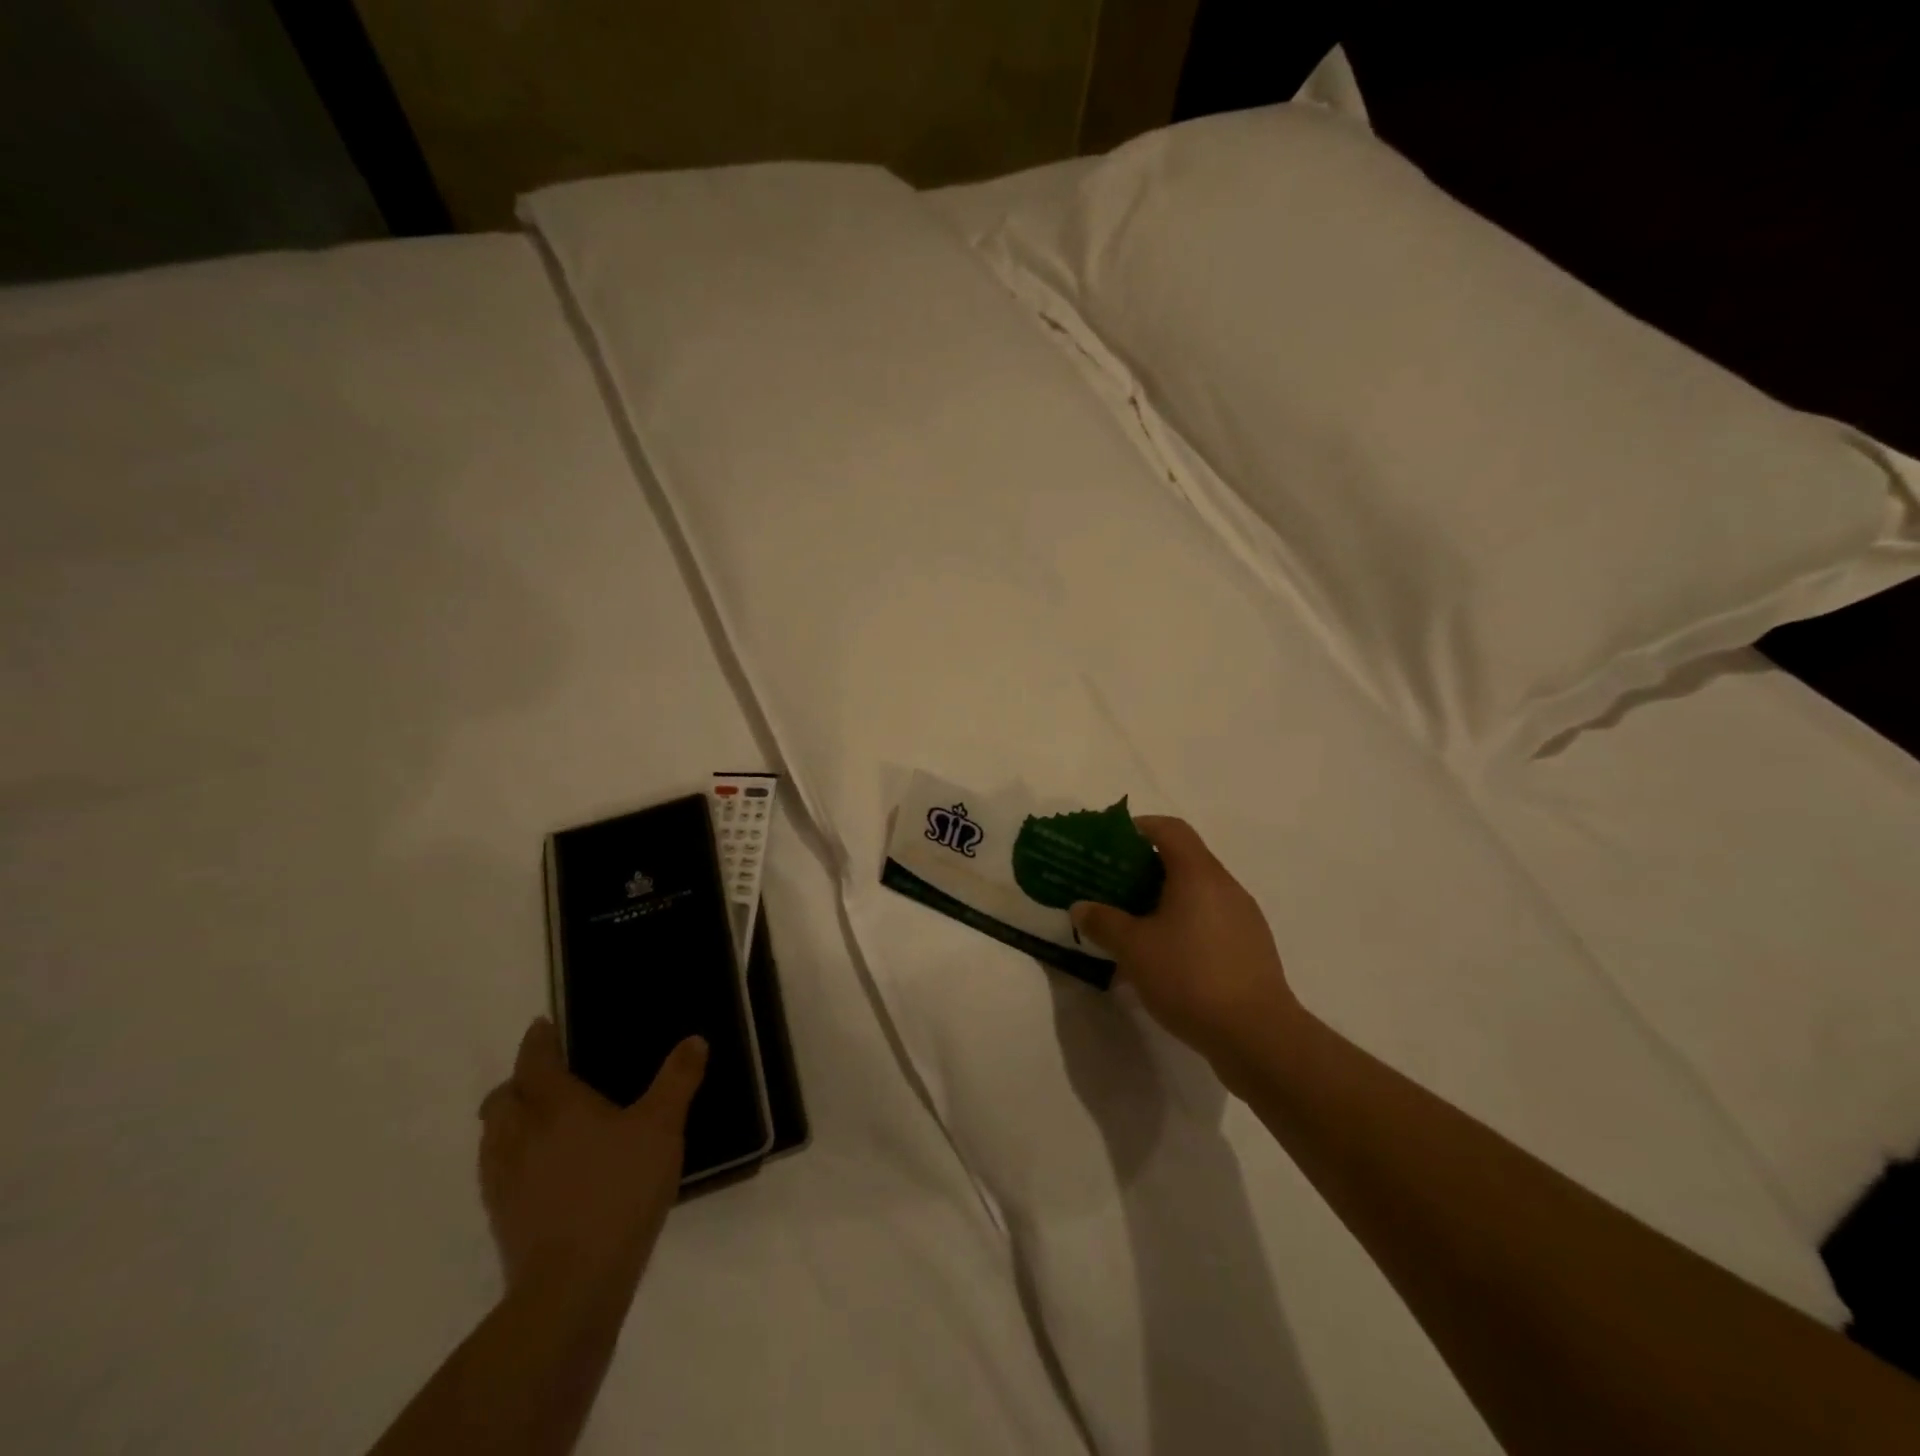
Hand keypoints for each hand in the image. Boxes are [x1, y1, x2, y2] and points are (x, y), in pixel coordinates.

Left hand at [478, 1019, 706, 1299]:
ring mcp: (503, 1179)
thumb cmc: (620, 1190)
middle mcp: (520, 1134)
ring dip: (509, 1118)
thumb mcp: (663, 1127)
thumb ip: (677, 1080)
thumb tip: (694, 1040)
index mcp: (555, 1105)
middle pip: (503, 1097)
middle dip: (519, 1081)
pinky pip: (496, 1170)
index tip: (543, 1027)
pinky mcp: (501, 1216)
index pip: (534, 1061)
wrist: (573, 1283)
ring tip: (538, 1120)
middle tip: (545, 1077)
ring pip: (493, 1135)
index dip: (537, 1041)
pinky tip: (539, 1169)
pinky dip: (510, 1155)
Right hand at [1071, 816, 1302, 1073]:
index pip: (1170, 829)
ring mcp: (1243, 918)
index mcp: (1198, 874)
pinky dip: (1183, 927)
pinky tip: (1163, 960)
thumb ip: (1103, 922)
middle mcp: (1225, 887)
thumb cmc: (1190, 977)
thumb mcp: (1134, 949)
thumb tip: (1081, 907)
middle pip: (1183, 860)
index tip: (1112, 843)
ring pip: (1197, 894)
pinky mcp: (1250, 948)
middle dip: (1144, 869)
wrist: (1257, 1035)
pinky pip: (1210, 922)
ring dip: (1163, 901)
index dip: (1139, 827)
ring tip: (1133, 927)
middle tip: (1112, 888)